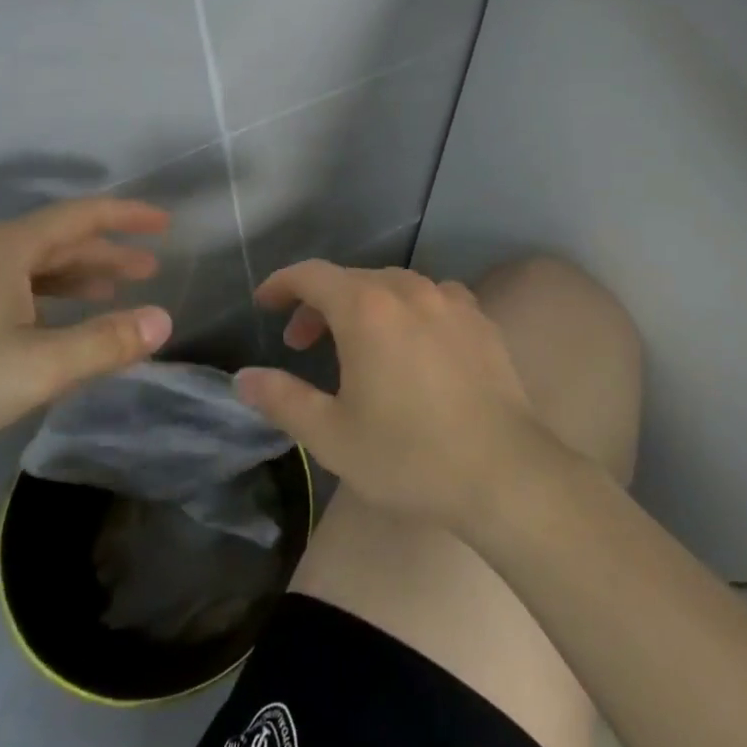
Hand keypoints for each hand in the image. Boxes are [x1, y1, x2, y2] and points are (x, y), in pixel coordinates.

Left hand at [0, 198, 175, 480]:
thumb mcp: (39, 367)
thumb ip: (106, 342)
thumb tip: (164, 320)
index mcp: (7, 249)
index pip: (82, 216)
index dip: (127, 216)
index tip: (165, 223)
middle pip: (58, 241)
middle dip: (108, 252)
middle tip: (150, 268)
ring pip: (33, 268)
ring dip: (78, 277)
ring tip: (113, 293)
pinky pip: (11, 290)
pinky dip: (46, 299)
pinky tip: (54, 326)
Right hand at [237, 263, 556, 528]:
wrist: (502, 471)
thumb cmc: (408, 455)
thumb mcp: (332, 435)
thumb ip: (282, 399)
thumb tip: (244, 378)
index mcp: (367, 309)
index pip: (313, 275)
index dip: (282, 284)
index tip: (264, 303)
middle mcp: (410, 290)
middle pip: (353, 279)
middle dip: (320, 303)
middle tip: (303, 343)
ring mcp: (451, 301)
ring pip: (395, 286)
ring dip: (364, 305)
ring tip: (357, 345)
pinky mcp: (481, 320)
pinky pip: (433, 299)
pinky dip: (408, 311)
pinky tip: (413, 344)